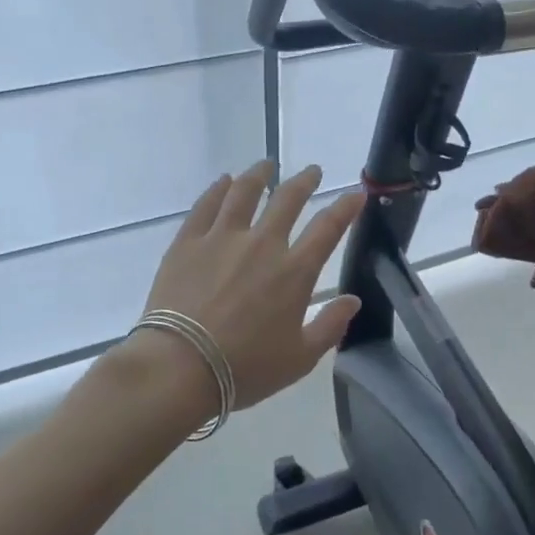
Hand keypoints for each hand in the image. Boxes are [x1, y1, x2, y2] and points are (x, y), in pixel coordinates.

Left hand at [128, 162, 365, 412]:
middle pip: (288, 199)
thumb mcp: (299, 358)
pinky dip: (218, 189)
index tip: (356, 193)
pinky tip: (223, 182)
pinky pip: (206, 205)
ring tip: (266, 166)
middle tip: (311, 172)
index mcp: (294, 272)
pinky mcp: (188, 241)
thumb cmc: (244, 369)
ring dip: (259, 175)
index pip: (328, 228)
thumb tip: (352, 300)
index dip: (346, 207)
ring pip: (244, 192)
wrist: (179, 366)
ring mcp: (222, 238)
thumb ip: (330, 326)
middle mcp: (262, 244)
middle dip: (304, 181)